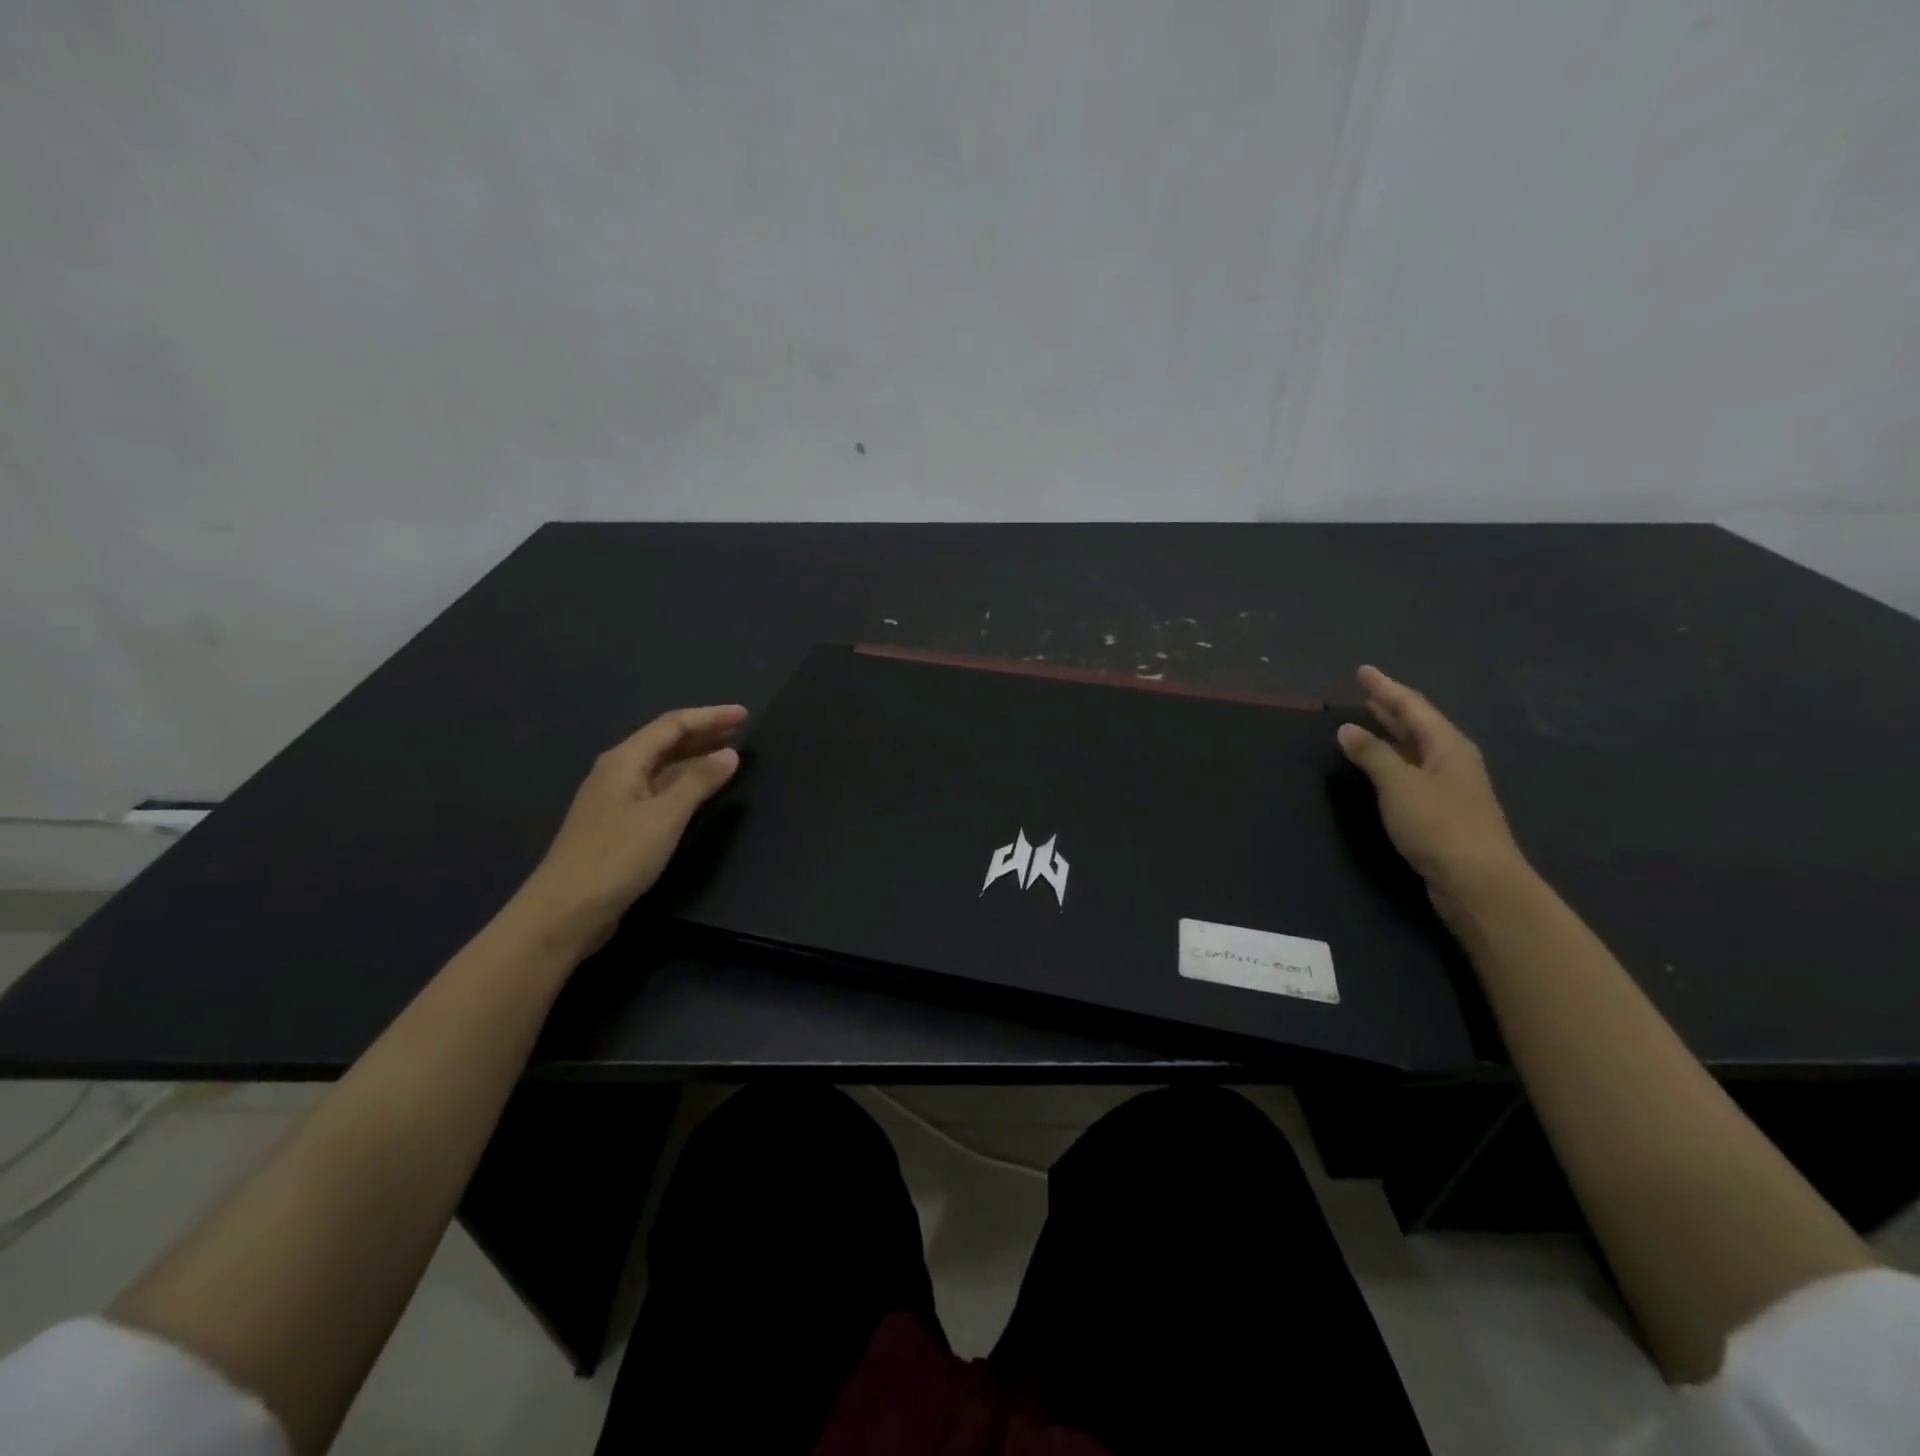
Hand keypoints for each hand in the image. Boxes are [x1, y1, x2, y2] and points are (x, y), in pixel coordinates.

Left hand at [514, 705, 746, 946]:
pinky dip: (684, 783)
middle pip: (665, 742)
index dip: (710, 716)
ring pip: (662, 767)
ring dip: (695, 758)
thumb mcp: (665, 816)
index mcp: (624, 760)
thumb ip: (699, 782)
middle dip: (703, 733)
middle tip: (741, 730)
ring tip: (728, 756)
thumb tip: (730, 754)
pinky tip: (701, 791)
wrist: (566, 910)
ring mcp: (617, 799)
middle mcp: (618, 772)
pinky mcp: (620, 825)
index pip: (672, 725)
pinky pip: (659, 790)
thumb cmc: (616, 857)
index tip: (745, 714)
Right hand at [1336, 666, 1526, 916]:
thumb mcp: (1399, 785)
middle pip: (1418, 724)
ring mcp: (1450, 786)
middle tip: (1365, 691)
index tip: (1363, 671)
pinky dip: (1393, 759)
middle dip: (1390, 706)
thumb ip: (1372, 754)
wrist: (1478, 881)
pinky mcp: (1442, 810)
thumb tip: (1347, 729)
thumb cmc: (1439, 825)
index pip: (1412, 706)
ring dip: (1392, 732)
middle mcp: (1452, 759)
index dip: (1385, 688)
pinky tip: (1380, 764)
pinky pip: (1413, 770)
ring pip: (1416, 748)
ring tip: (1369, 719)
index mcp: (1447, 745)